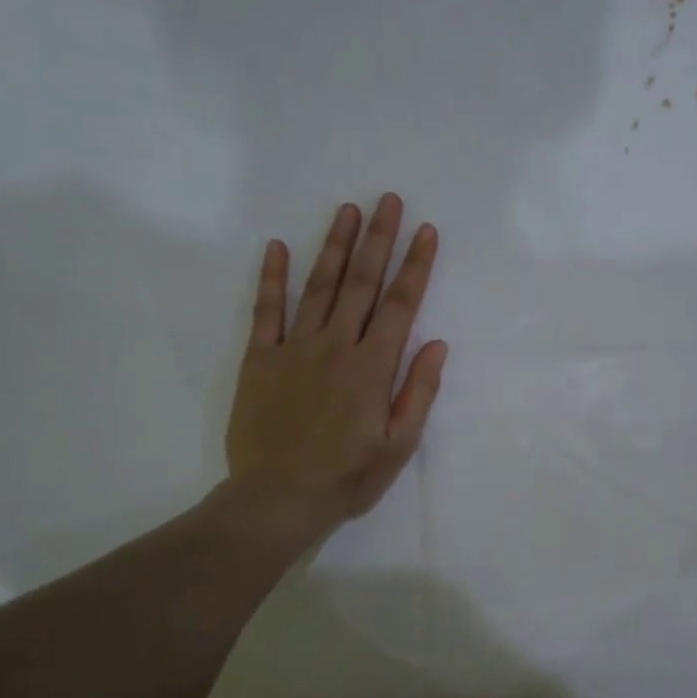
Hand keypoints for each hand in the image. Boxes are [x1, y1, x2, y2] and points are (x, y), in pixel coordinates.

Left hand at [218, 194, 446, 552]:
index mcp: (372, 368)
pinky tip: (277, 246)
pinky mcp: (260, 359)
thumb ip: (417, 392)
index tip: (426, 231)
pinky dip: (272, 278)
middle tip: (388, 200)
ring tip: (348, 210)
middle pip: (361, 284)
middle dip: (378, 240)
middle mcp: (335, 347)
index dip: (415, 266)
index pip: (400, 306)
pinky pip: (266, 311)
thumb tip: (436, 344)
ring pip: (318, 287)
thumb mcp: (398, 445)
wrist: (277, 497)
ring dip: (335, 247)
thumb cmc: (346, 477)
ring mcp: (294, 349)